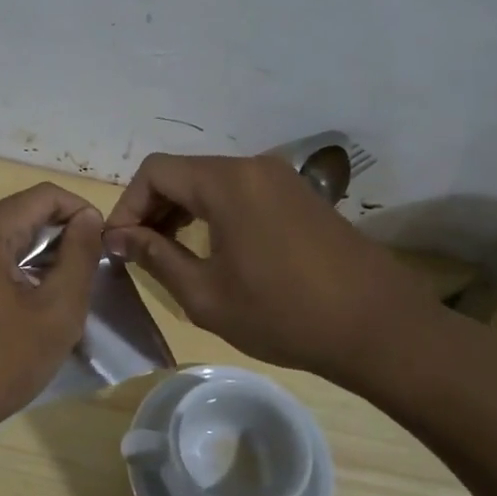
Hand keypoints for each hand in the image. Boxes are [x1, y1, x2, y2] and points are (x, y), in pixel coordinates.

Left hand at [0, 184, 103, 461]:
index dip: (79, 213)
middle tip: (71, 270)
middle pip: (13, 208)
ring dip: (16, 243)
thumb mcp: (57, 313)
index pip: (43, 195)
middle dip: (49, 229)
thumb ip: (79, 257)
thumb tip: (88, 217)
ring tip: (37, 282)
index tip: (99, 247)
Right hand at [103, 153, 442, 383]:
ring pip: (211, 182)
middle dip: (152, 209)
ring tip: (170, 255)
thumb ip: (156, 258)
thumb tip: (120, 238)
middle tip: (138, 254)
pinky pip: (241, 193)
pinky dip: (214, 214)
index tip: (118, 247)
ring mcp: (282, 179)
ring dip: (182, 212)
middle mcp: (253, 167)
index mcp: (227, 182)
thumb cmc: (284, 314)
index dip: (127, 206)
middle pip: (183, 172)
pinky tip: (213, 251)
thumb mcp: (206, 294)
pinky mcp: (300, 197)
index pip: (155, 171)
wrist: (378, 328)